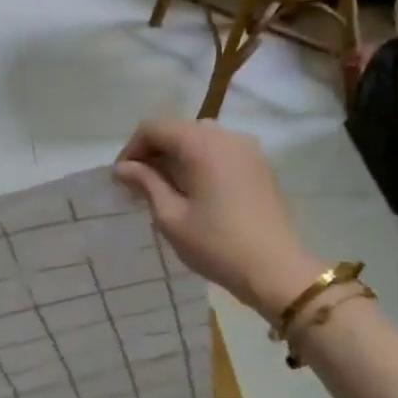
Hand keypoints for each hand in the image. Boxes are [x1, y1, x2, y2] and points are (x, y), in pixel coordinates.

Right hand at [114, 119, 321, 315]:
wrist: (275, 270)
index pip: (155, 128)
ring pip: (200, 139)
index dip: (131, 148)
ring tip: (164, 188)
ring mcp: (247, 149)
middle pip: (178, 129)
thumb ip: (146, 183)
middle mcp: (226, 136)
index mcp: (202, 144)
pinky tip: (193, 191)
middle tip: (139, 185)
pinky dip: (199, 162)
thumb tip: (123, 168)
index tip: (122, 178)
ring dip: (176, 156)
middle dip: (154, 151)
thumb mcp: (170, 217)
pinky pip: (220, 151)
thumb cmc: (216, 245)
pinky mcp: (259, 165)